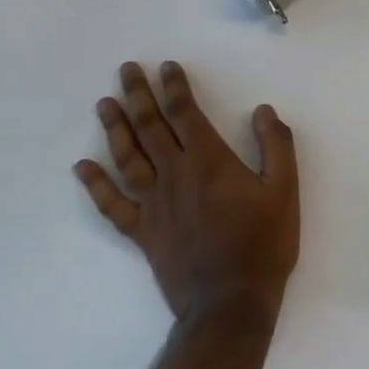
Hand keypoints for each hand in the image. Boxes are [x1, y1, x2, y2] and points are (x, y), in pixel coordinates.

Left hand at [75, 61, 298, 327]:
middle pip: (150, 128)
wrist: (230, 302)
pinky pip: (112, 205)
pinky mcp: (142, 233)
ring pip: (127, 158)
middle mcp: (175, 175)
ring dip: (115, 129)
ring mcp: (154, 205)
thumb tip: (262, 110)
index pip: (185, 114)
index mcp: (210, 161)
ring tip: (104, 104)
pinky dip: (96, 185)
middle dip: (138, 96)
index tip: (166, 67)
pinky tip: (82, 168)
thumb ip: (276, 146)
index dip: (175, 88)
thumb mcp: (285, 190)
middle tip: (125, 70)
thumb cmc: (264, 243)